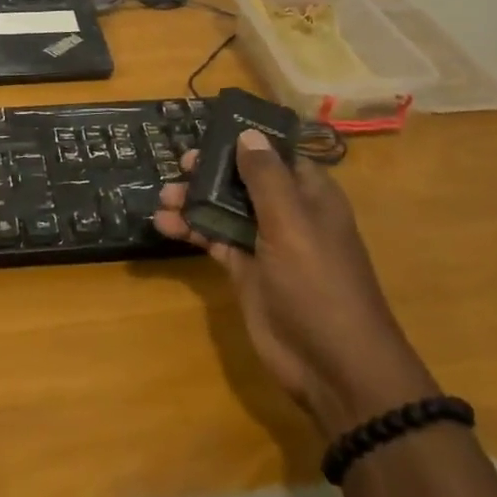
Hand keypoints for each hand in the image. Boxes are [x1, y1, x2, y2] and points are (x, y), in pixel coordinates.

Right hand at [157, 131, 436, 434]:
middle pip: (244, 179)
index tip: (210, 130)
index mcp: (310, 195)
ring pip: (225, 209)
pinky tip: (164, 224)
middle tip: (180, 165)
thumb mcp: (291, 224)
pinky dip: (191, 229)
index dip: (246, 140)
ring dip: (194, 200)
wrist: (332, 366)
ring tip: (163, 198)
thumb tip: (247, 133)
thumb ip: (265, 178)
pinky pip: (214, 239)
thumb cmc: (318, 284)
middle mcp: (288, 213)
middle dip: (211, 170)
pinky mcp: (246, 271)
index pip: (276, 154)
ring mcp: (265, 243)